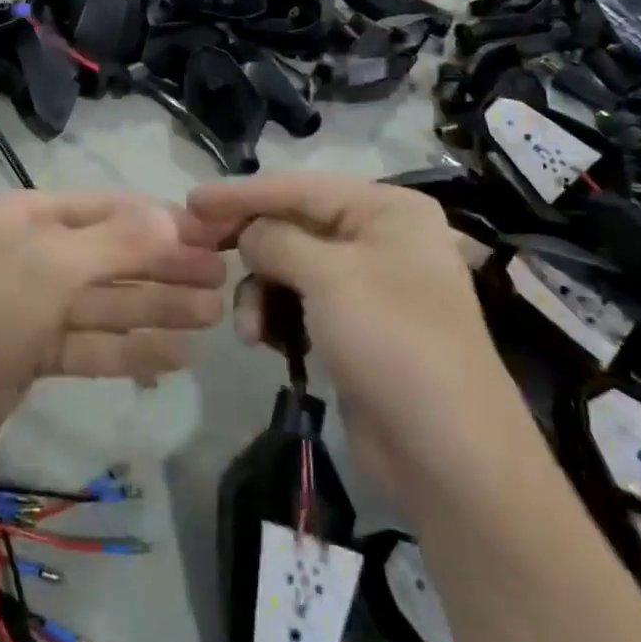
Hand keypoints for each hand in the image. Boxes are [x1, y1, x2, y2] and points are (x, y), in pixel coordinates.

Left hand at [0, 191, 225, 502]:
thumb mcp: (46, 270)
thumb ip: (114, 244)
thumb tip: (172, 215)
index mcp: (30, 217)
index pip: (111, 211)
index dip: (164, 224)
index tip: (218, 241)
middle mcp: (32, 256)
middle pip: (114, 257)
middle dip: (167, 269)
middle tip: (225, 286)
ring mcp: (28, 310)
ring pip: (105, 304)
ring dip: (156, 309)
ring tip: (212, 319)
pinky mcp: (26, 360)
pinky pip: (88, 347)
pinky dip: (128, 350)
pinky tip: (173, 357)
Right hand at [186, 174, 516, 512]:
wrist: (448, 453)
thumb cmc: (391, 342)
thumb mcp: (328, 277)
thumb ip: (276, 239)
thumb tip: (248, 232)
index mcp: (386, 209)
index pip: (299, 187)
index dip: (242, 193)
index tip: (191, 200)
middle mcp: (380, 237)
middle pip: (295, 226)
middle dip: (251, 246)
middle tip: (200, 253)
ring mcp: (370, 285)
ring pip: (293, 268)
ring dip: (262, 292)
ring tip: (248, 329)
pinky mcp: (357, 327)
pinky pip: (303, 304)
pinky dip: (278, 316)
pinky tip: (264, 342)